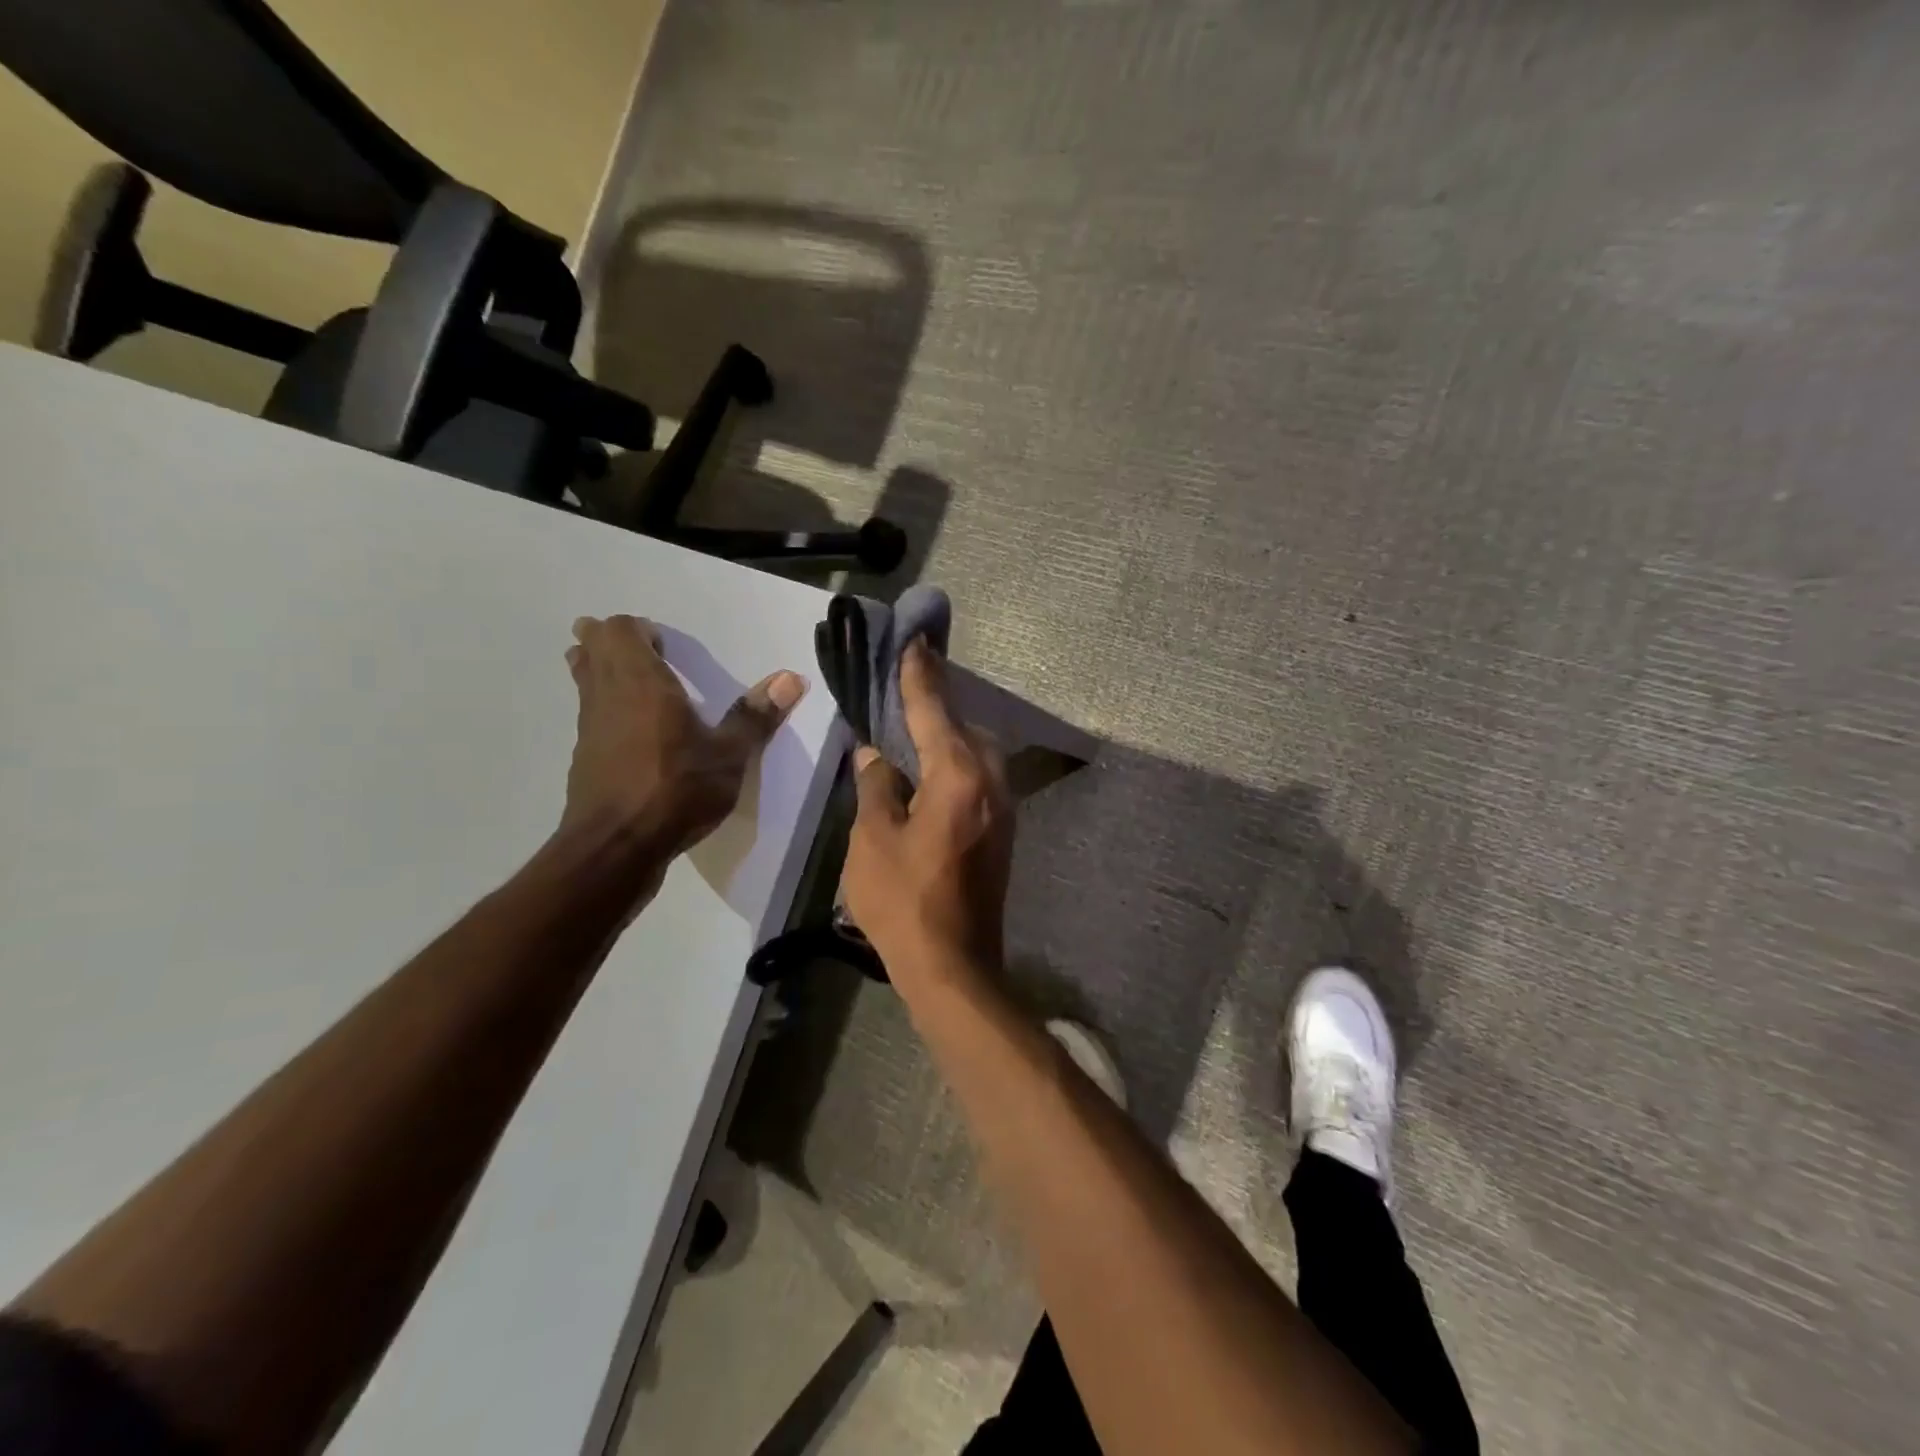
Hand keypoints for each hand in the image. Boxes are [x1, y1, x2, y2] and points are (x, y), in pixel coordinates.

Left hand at [562, 615, 805, 852]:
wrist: (616, 847)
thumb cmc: (676, 790)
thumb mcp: (729, 755)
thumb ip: (755, 715)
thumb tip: (792, 677)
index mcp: (641, 682)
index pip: (619, 630)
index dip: (638, 629)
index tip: (665, 644)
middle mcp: (607, 695)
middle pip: (591, 648)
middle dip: (609, 641)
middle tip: (644, 650)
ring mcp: (589, 727)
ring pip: (584, 680)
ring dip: (600, 671)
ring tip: (635, 682)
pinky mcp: (584, 757)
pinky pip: (589, 714)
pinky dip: (603, 707)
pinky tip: (633, 732)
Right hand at [844, 639, 1013, 976]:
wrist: (954, 966)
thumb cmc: (904, 902)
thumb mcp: (872, 840)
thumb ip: (876, 788)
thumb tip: (874, 756)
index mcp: (958, 776)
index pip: (933, 711)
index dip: (919, 676)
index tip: (915, 641)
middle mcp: (991, 782)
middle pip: (963, 727)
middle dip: (936, 704)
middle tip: (906, 685)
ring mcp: (1003, 808)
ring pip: (977, 753)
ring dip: (948, 735)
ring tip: (914, 727)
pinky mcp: (1003, 831)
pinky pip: (980, 779)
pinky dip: (956, 763)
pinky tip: (931, 772)